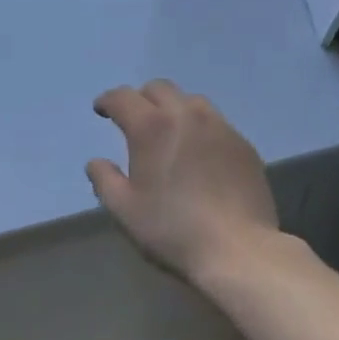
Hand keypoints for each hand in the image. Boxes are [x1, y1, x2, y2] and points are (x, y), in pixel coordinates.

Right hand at [86, 80, 278, 285]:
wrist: (239, 250)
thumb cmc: (174, 230)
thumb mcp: (125, 211)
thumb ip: (104, 180)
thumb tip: (96, 162)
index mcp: (151, 126)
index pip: (123, 97)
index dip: (108, 100)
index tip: (101, 110)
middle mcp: (185, 114)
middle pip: (159, 88)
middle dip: (141, 99)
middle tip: (135, 120)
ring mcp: (219, 126)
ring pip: (190, 101)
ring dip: (173, 108)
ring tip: (170, 132)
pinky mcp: (242, 143)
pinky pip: (215, 123)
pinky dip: (200, 128)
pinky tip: (200, 153)